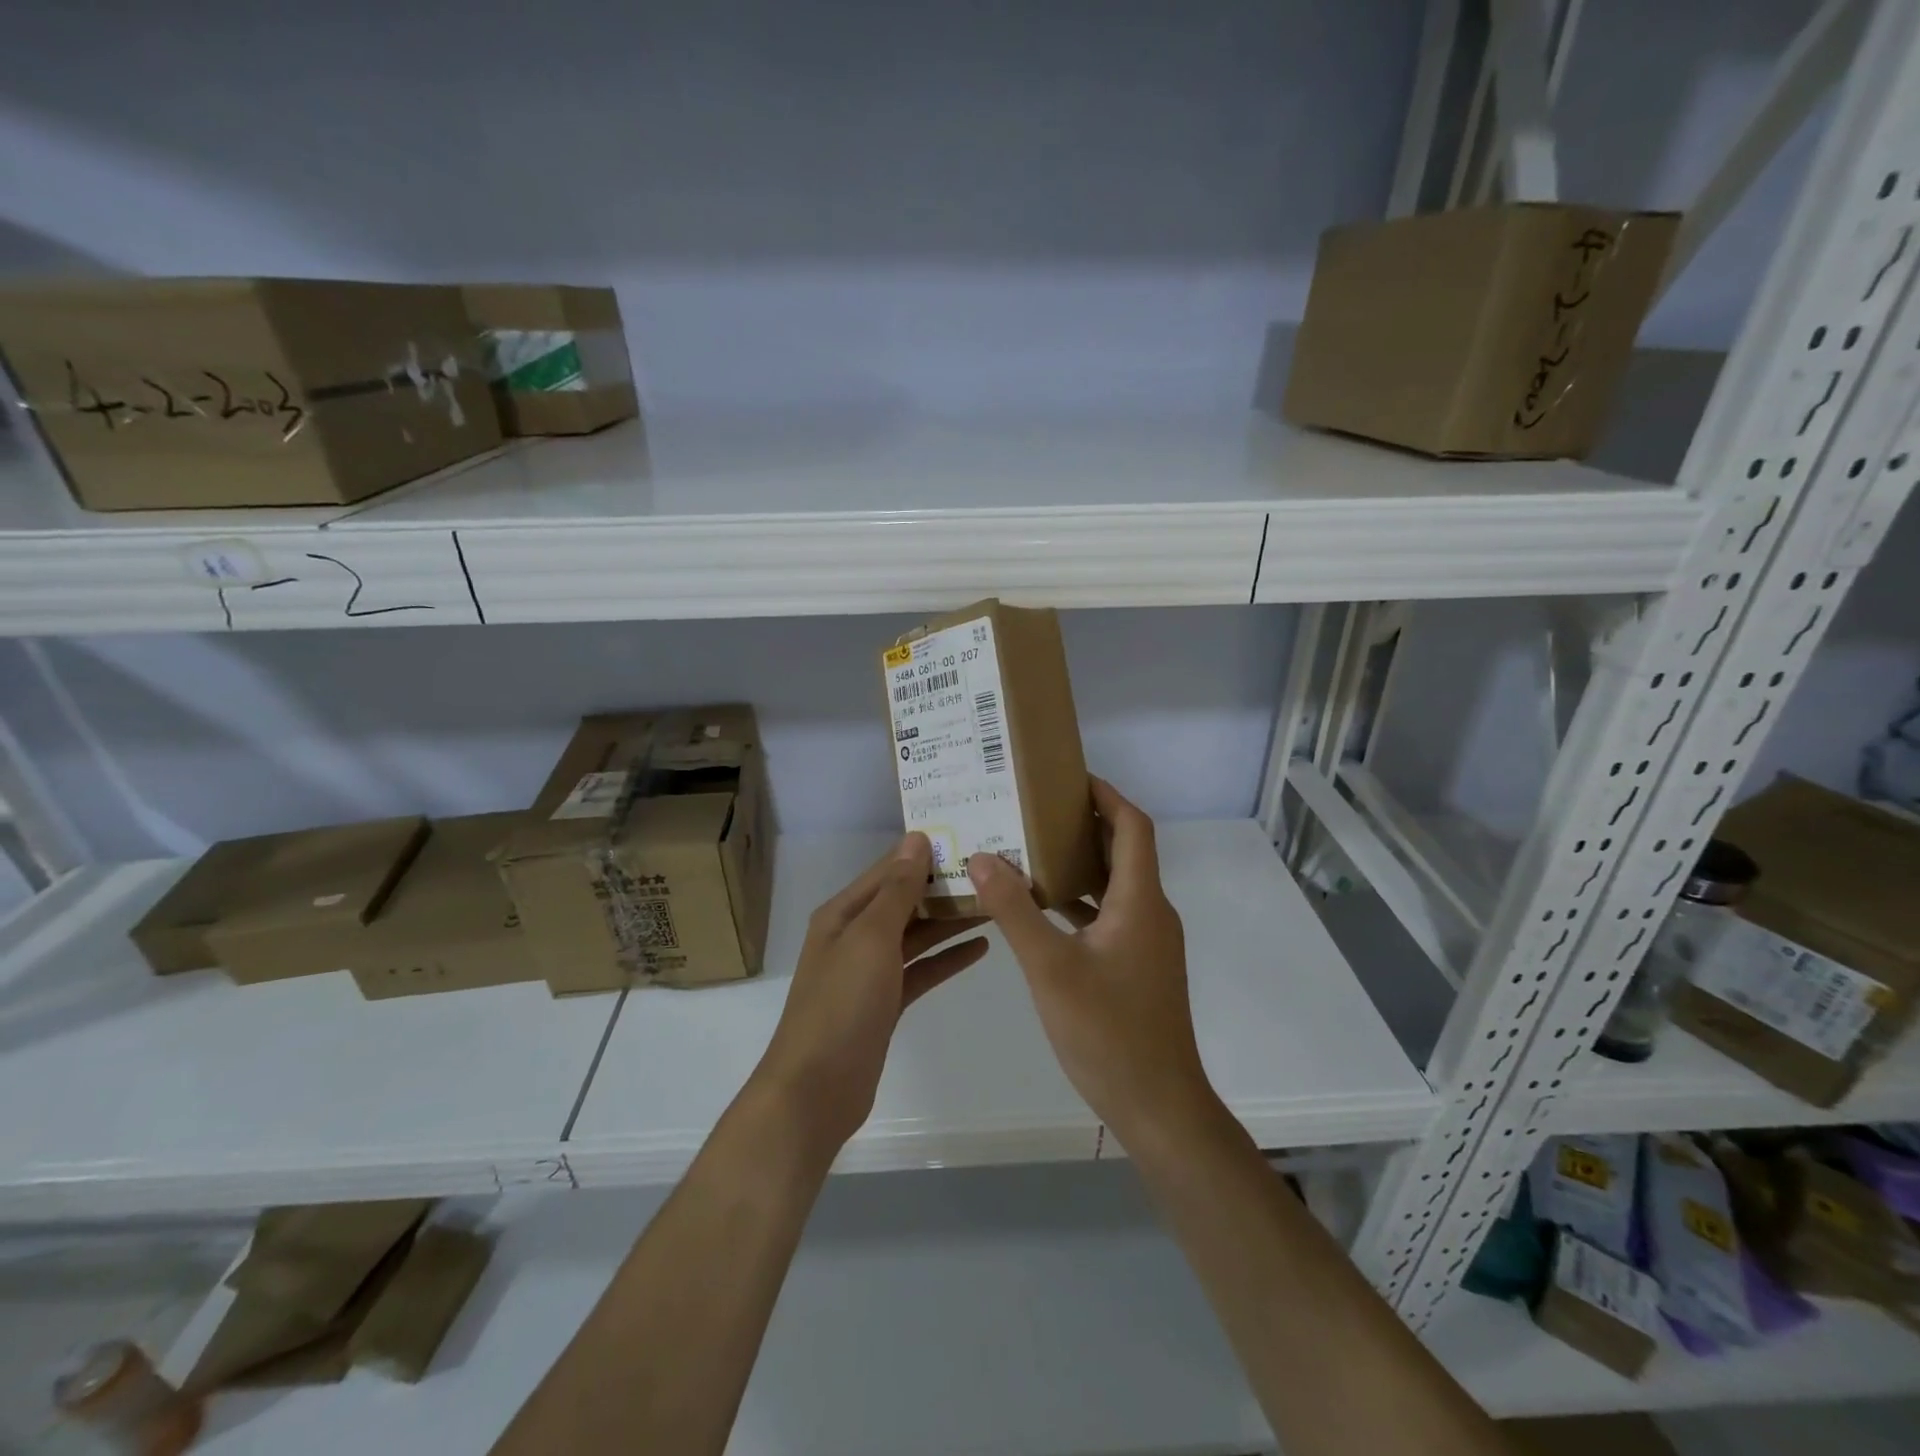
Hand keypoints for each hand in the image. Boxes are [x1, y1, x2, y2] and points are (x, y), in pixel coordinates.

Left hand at [754, 833, 988, 1155]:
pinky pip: (921, 970)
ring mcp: (870, 971)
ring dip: (950, 921)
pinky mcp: (885, 1003)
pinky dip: (947, 958)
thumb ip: (897, 889)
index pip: (889, 870)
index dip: (924, 853)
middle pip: (905, 901)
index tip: (967, 837)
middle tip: (993, 872)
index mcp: (843, 913)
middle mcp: (855, 935)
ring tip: (995, 904)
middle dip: (943, 887)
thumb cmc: (842, 1003)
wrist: (816, 1089)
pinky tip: (981, 948)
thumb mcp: (871, 937)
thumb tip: (916, 838)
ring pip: (917, 935)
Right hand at [966, 779, 1218, 1150]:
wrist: (1157, 1105)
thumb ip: (1015, 911)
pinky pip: (1110, 916)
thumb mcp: (1050, 968)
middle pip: (1125, 851)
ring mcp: (1148, 942)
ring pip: (1116, 885)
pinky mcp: (1139, 967)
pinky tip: (1043, 910)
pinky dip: (1080, 902)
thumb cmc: (1107, 1031)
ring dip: (1080, 864)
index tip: (1068, 779)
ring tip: (1030, 850)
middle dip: (1085, 824)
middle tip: (1035, 810)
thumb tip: (983, 857)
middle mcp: (1151, 913)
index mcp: (1140, 901)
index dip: (1106, 795)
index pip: (1133, 827)